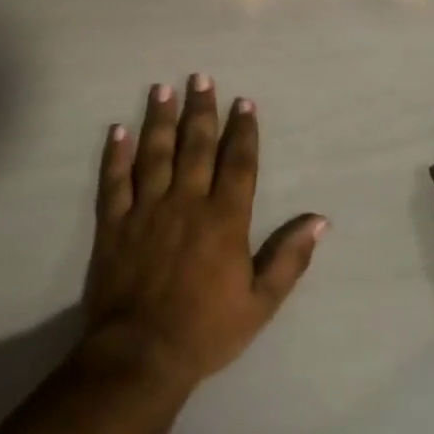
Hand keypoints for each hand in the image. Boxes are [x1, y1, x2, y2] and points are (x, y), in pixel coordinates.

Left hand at [83, 76, 326, 393]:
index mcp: (224, 219)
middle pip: (195, 145)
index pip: (238, 162)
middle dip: (201, 109)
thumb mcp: (261, 302)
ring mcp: (147, 209)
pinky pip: (114, 181)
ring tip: (162, 88)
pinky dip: (115, 154)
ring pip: (155, 153)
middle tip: (201, 77)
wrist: (141, 356)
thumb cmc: (207, 330)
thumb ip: (289, 257)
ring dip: (159, 118)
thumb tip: (319, 219)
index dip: (242, 130)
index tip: (243, 102)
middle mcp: (187, 202)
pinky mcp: (114, 223)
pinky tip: (117, 129)